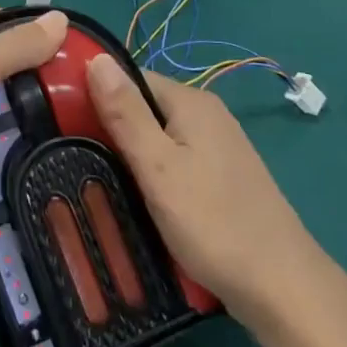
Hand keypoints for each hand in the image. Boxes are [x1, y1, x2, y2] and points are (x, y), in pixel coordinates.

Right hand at [88, 56, 315, 315]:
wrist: (282, 287)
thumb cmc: (213, 222)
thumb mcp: (157, 166)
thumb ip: (125, 112)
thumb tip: (96, 59)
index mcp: (191, 102)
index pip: (131, 77)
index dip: (97, 95)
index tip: (65, 122)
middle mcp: (208, 113)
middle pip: (145, 106)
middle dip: (114, 129)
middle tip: (79, 158)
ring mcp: (220, 146)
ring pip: (161, 137)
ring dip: (133, 155)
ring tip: (102, 181)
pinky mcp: (224, 176)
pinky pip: (177, 160)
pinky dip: (156, 174)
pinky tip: (141, 200)